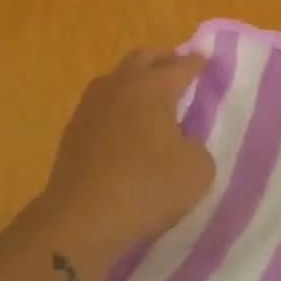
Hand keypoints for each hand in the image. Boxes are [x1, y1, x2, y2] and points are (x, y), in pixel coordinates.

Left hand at [21, 50, 215, 270]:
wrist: (81, 222)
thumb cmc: (147, 189)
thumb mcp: (198, 170)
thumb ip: (197, 146)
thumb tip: (182, 142)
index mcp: (152, 88)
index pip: (182, 65)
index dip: (198, 63)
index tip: (207, 62)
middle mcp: (119, 86)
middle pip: (143, 59)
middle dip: (164, 60)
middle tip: (180, 70)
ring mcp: (90, 107)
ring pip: (117, 79)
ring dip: (136, 81)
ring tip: (152, 99)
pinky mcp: (73, 131)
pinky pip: (102, 106)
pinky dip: (118, 107)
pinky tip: (127, 127)